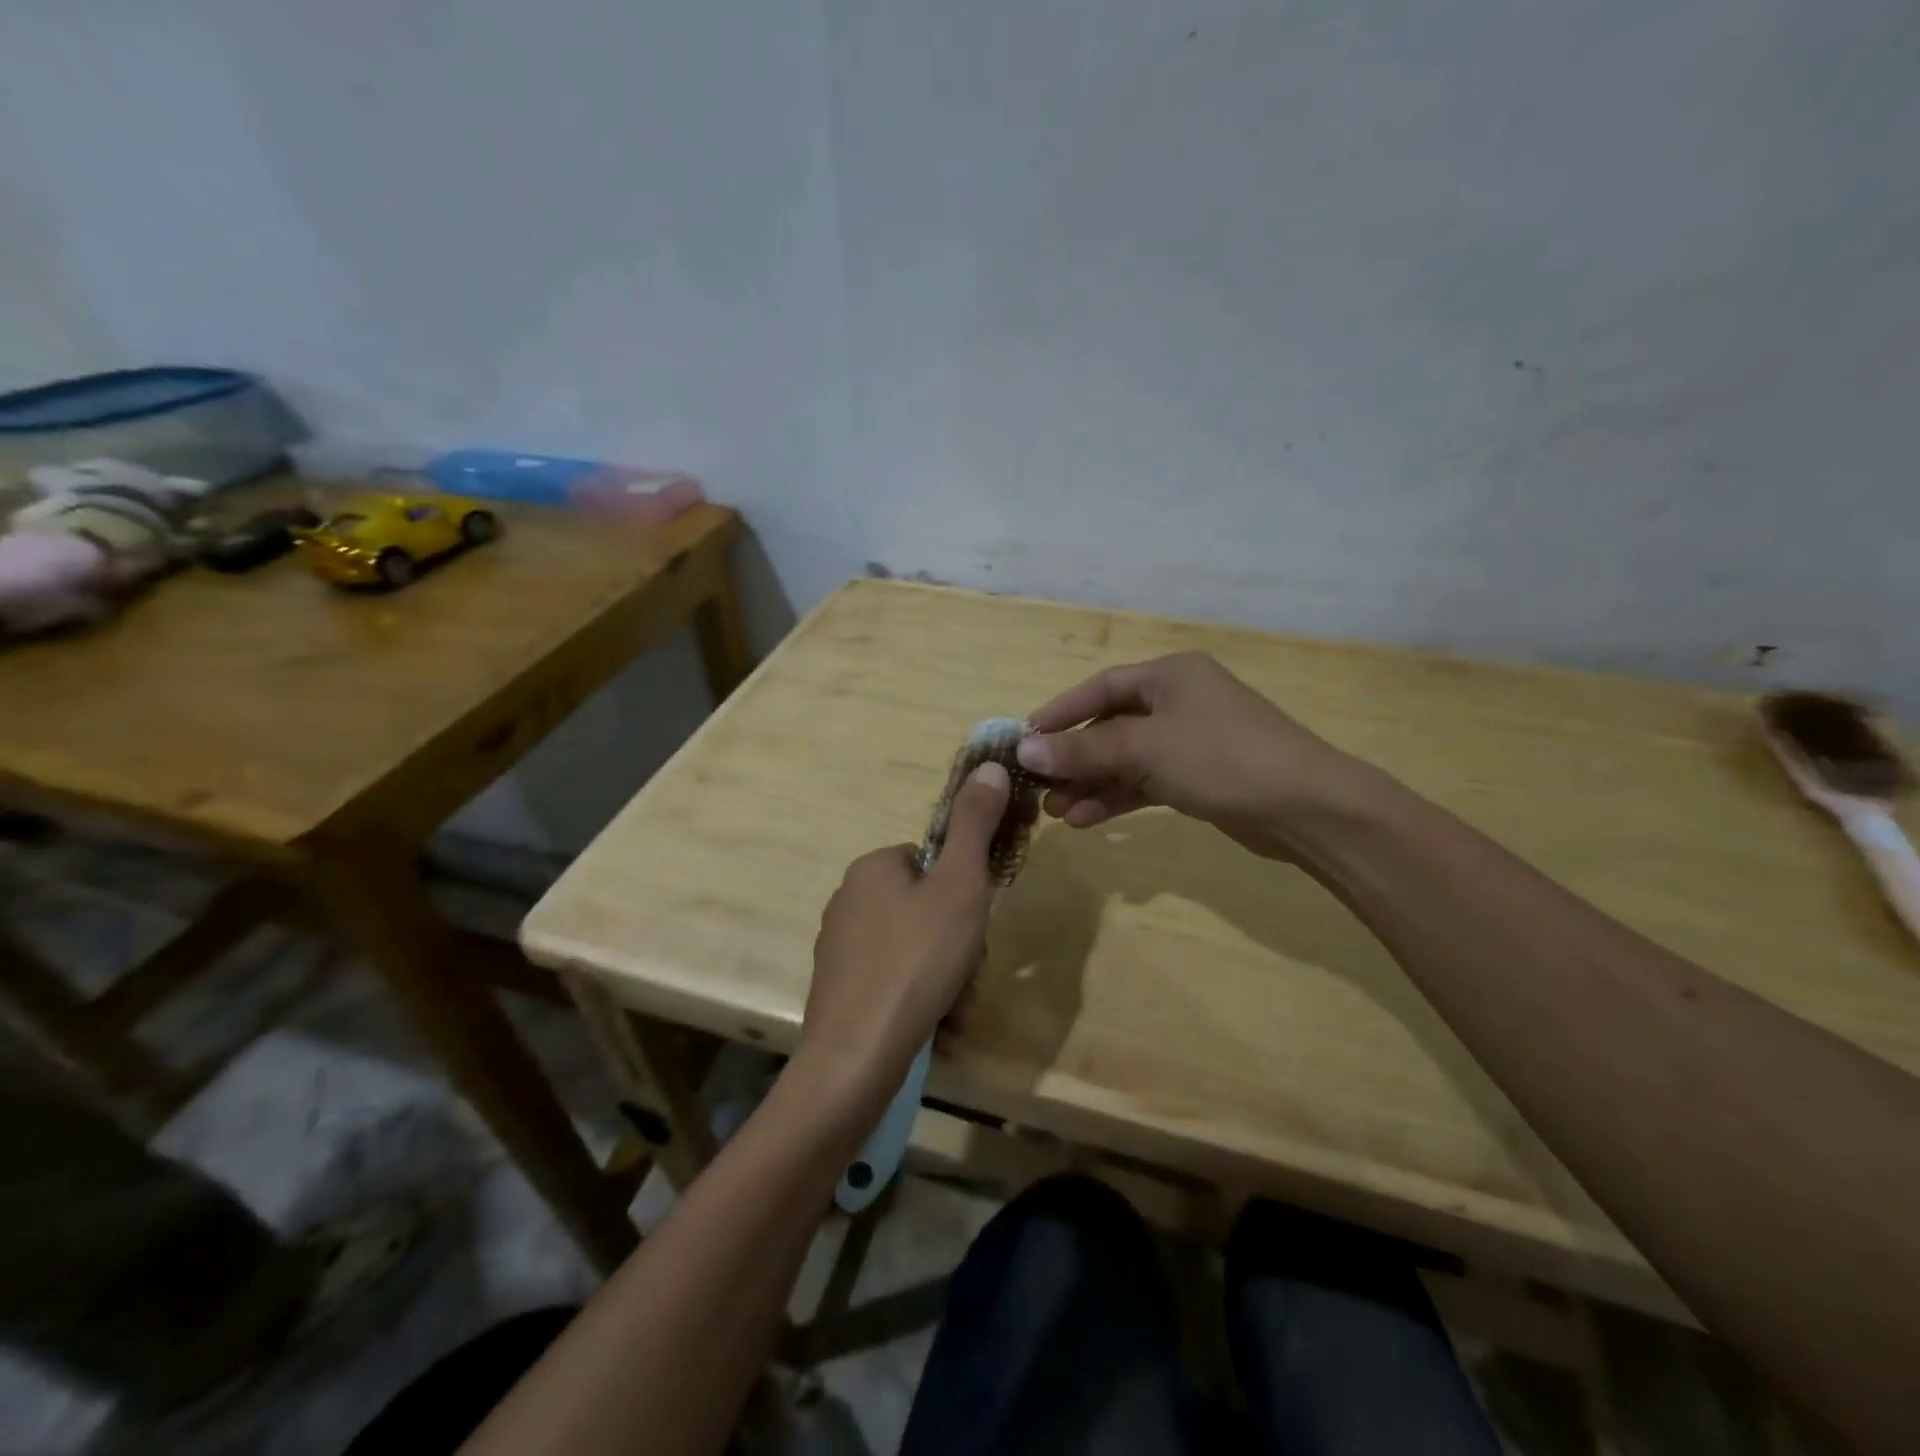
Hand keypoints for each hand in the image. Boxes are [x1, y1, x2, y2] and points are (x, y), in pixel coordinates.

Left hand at [797, 761, 1012, 1101]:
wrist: (856, 1056)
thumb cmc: (916, 961)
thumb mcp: (960, 886)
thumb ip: (976, 825)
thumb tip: (991, 766)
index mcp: (873, 867)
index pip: (935, 864)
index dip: (966, 896)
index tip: (976, 928)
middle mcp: (849, 899)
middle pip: (928, 911)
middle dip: (960, 947)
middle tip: (967, 977)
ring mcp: (841, 948)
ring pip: (917, 951)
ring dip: (947, 979)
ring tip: (952, 1012)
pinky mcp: (840, 990)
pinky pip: (897, 983)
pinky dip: (922, 1001)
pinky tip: (935, 1028)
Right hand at [1016, 652, 1372, 858]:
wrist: (1306, 808)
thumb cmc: (1222, 758)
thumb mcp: (1146, 749)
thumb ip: (1084, 750)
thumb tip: (1024, 750)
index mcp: (1170, 675)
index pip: (1101, 688)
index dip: (1060, 712)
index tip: (1025, 739)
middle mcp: (1178, 701)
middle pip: (1110, 726)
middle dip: (1074, 758)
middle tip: (1039, 787)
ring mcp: (1190, 740)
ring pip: (1126, 759)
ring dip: (1092, 784)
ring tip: (1057, 813)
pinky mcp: (1199, 776)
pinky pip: (1146, 782)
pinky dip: (1118, 798)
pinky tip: (1088, 821)